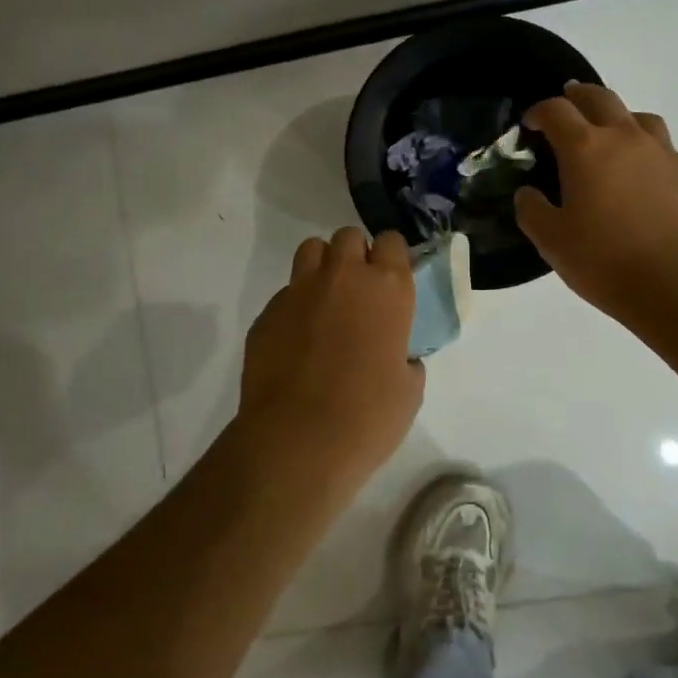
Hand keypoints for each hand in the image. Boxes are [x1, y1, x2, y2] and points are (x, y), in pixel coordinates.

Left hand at [235, 227, 424, 496]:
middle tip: (359, 291)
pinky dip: (295, 306)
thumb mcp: (409, 388)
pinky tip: (298, 340)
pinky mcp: (267, 312)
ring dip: (322, 266)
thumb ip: (405, 357)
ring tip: (326, 301)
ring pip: (311, 250)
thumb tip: (398, 356)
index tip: (392, 280)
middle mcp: (343, 277)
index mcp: (387, 288)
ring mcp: (299, 290)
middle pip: (348, 237)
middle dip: (355, 255)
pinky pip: (286, 293)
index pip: (391, 241)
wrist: (298, 440)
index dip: (391, 257)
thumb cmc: (368, 416)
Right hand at [516, 82, 677, 324]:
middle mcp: (624, 138)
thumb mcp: (551, 241)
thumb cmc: (605, 259)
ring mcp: (661, 153)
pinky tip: (641, 172)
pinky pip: (662, 146)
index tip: (530, 124)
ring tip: (609, 134)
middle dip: (578, 96)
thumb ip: (532, 210)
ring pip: (638, 116)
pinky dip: (644, 147)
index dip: (539, 111)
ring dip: (617, 116)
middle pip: (600, 98)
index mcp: (585, 148)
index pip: (557, 111)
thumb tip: (528, 193)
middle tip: (567, 104)